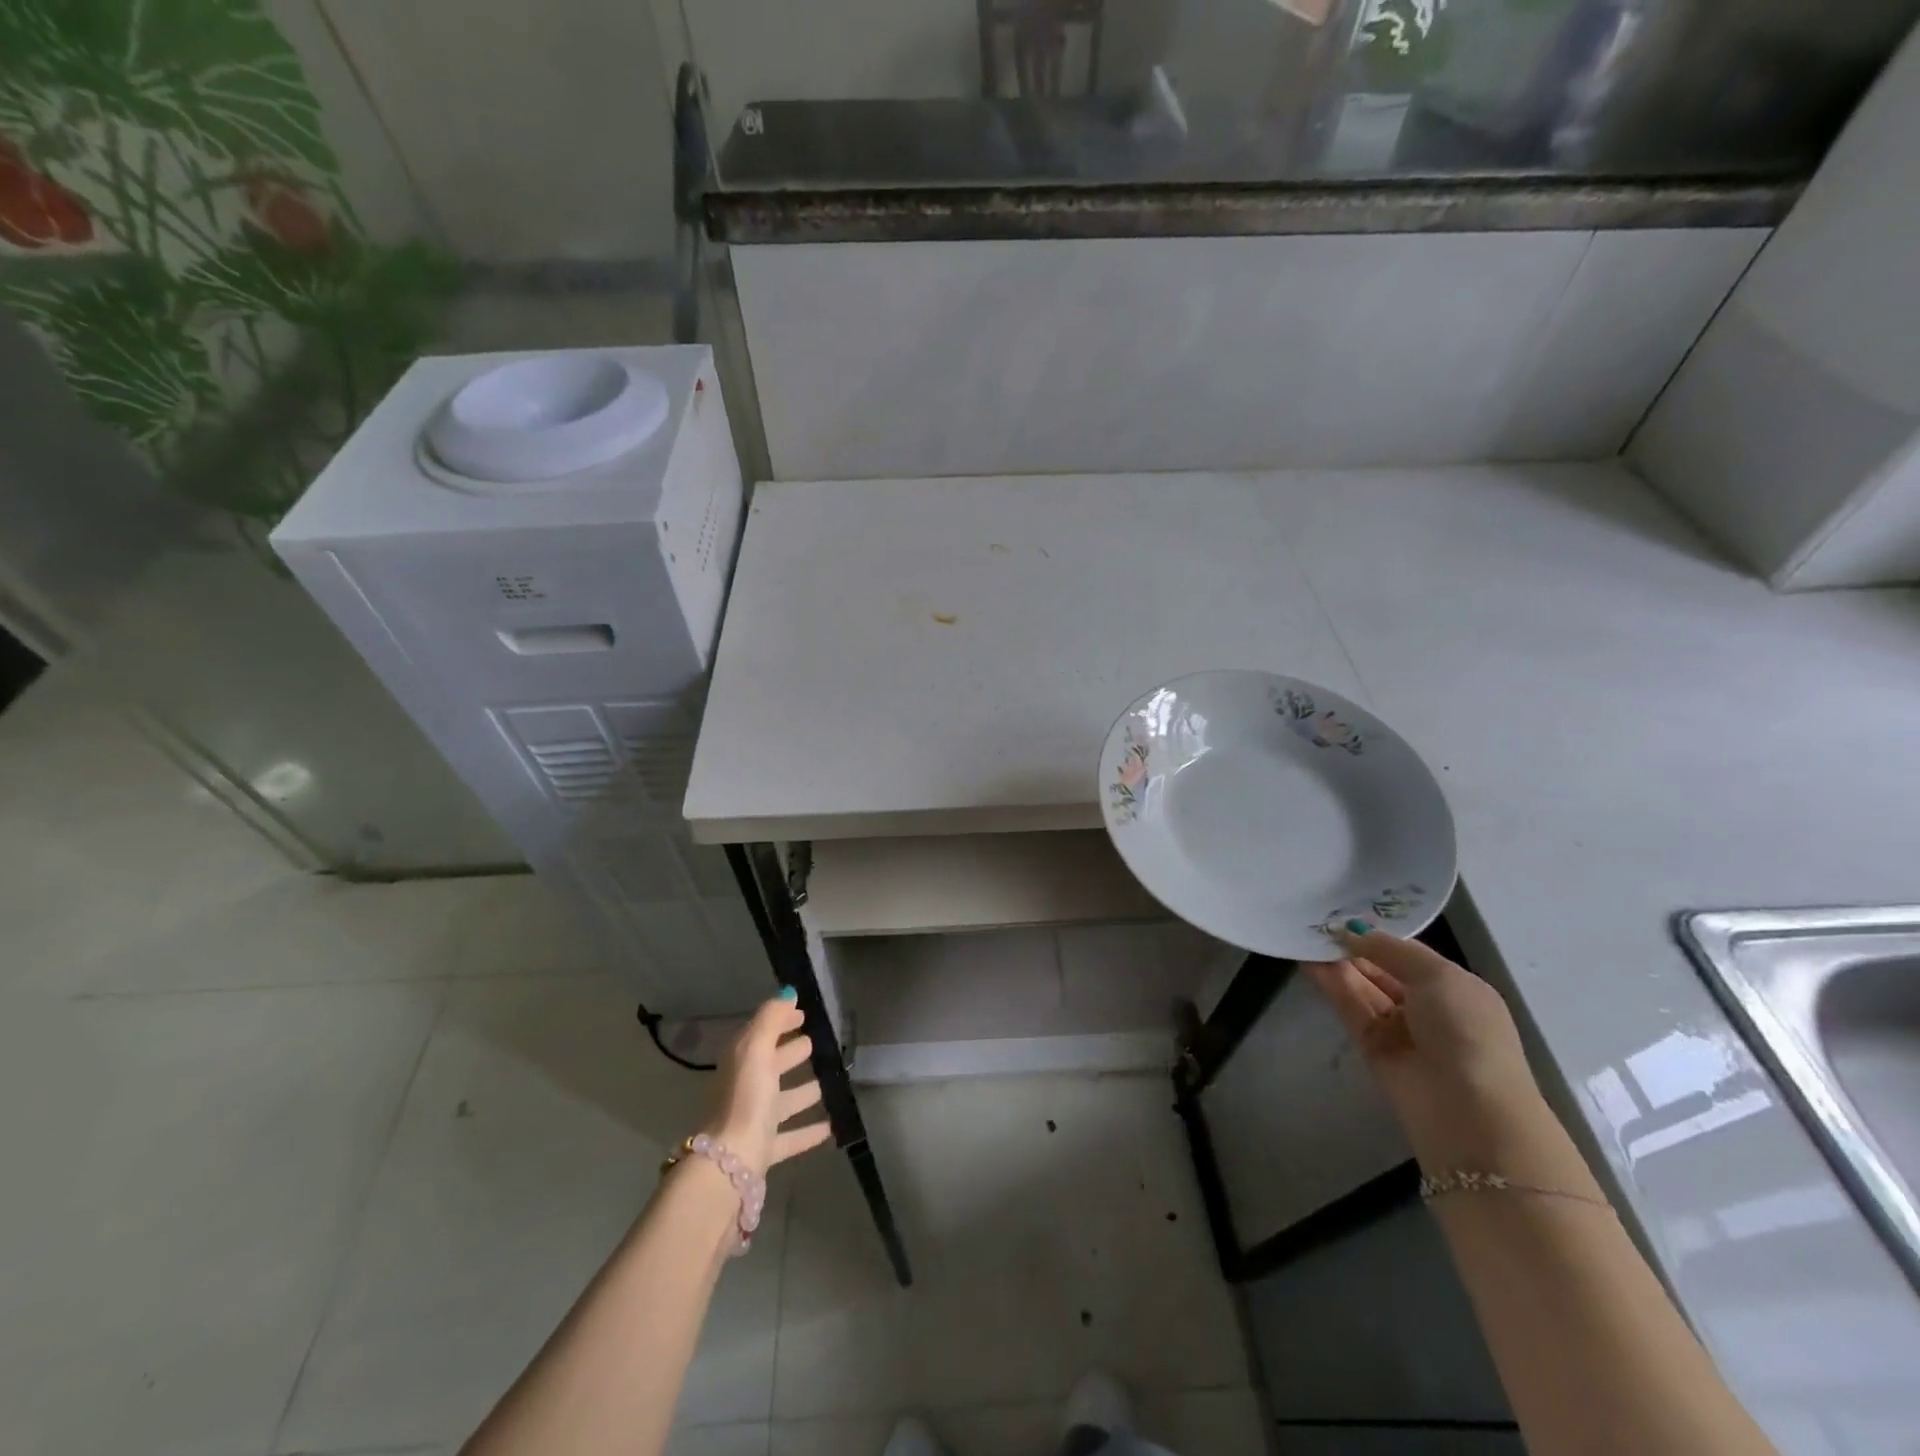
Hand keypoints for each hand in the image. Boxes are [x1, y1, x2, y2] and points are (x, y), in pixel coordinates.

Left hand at [701, 991, 831, 1176]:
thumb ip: (771, 1019)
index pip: (761, 1033)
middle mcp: (744, 1089)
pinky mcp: (764, 1151)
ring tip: (826, 1083)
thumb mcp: (756, 1050)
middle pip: (770, 1066)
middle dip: (790, 1052)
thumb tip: (787, 993)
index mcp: (741, 1062)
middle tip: (815, 1043)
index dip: (780, 1021)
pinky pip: (790, 1136)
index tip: (803, 1014)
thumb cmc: (746, 1099)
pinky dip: (808, 1130)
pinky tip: (830, 1126)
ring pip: (781, 1101)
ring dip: (802, 1091)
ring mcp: (753, 1121)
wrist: (729, 1166)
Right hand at [1305, 922, 1546, 1171]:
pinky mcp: (1371, 1046)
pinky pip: (1349, 1007)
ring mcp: (1398, 1027)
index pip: (1407, 953)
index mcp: (1454, 987)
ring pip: (1361, 986)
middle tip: (1316, 920)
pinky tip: (1308, 962)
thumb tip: (1350, 930)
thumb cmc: (1466, 1032)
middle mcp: (1426, 1005)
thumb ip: (1389, 950)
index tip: (1343, 912)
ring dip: (1337, 962)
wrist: (1468, 1111)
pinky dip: (1330, 984)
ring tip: (1305, 935)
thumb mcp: (1437, 977)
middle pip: (1381, 968)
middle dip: (1353, 946)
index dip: (1377, 934)